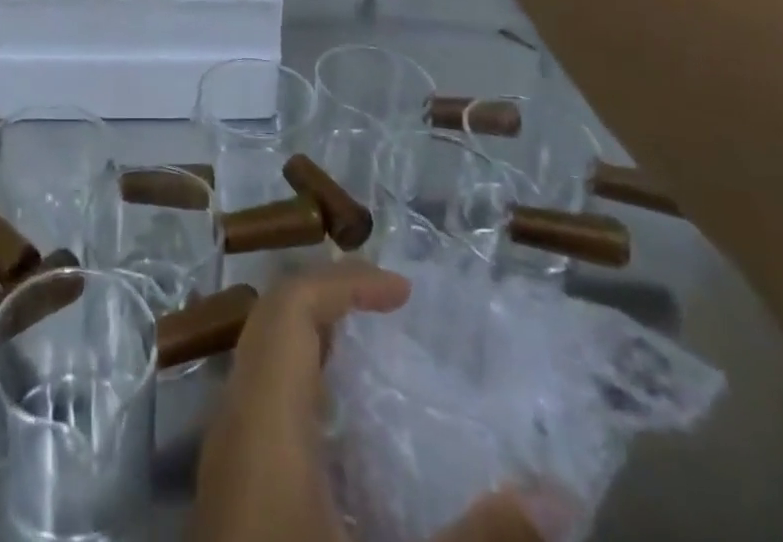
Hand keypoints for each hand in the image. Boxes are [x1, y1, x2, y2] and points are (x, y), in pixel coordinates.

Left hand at [192, 263, 549, 541]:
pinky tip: (344, 428)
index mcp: (263, 425)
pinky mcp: (228, 493)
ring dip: (312, 339)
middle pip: (271, 323)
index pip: (290, 309)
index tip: (403, 291)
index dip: (343, 284)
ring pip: (261, 359)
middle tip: (391, 307)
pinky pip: (261, 401)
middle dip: (329, 300)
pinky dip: (302, 383)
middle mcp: (233, 424)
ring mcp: (224, 459)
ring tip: (373, 348)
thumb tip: (558, 498)